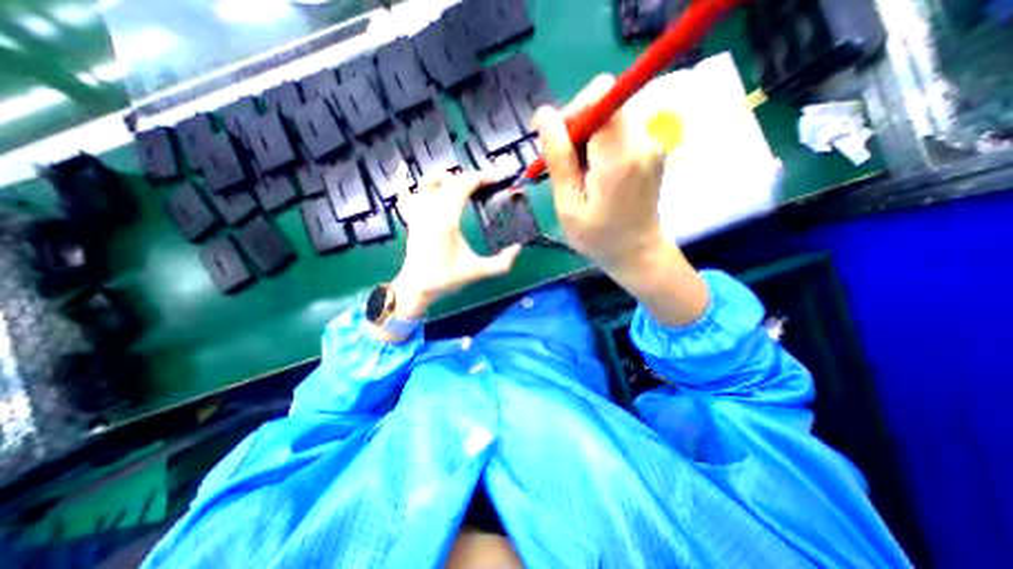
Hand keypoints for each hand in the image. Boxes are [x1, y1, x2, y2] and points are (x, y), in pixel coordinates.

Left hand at [389, 170, 520, 320]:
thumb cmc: (446, 278)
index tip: (494, 178)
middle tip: (484, 182)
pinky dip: (402, 180)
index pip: (463, 187)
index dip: (480, 178)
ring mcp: (418, 214)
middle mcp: (430, 211)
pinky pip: (403, 196)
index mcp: (447, 220)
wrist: (417, 287)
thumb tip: (518, 249)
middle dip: (469, 177)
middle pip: (449, 182)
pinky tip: (403, 168)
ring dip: (443, 176)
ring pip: (427, 183)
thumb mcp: (477, 271)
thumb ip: (501, 263)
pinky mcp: (411, 220)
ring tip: (458, 179)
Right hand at [533, 73, 669, 272]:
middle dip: (577, 129)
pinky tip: (595, 175)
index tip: (555, 138)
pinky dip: (600, 147)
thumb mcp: (569, 205)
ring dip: (587, 141)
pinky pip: (619, 132)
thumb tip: (543, 115)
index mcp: (620, 155)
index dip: (572, 109)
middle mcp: (642, 140)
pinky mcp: (652, 149)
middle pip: (604, 104)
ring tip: (579, 176)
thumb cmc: (599, 238)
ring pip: (609, 118)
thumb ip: (558, 159)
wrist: (638, 253)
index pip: (599, 96)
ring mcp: (652, 143)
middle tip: (564, 165)